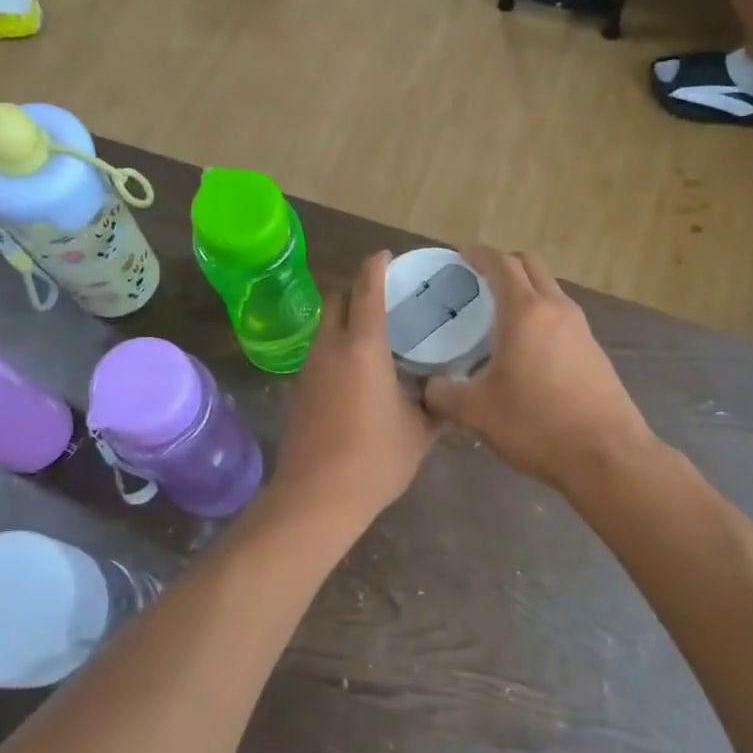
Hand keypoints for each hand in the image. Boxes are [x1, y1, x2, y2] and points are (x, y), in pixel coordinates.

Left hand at [271, 251, 435, 524]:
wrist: (317, 496)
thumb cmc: (375, 458)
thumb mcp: (419, 433)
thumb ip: (437, 406)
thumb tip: (452, 394)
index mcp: (363, 347)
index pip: (367, 291)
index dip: (376, 267)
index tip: (386, 255)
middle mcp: (331, 348)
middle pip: (337, 301)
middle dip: (357, 290)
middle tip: (386, 298)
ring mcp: (310, 369)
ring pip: (325, 327)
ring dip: (346, 320)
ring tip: (376, 333)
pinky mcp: (300, 390)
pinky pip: (320, 352)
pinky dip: (337, 347)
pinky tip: (359, 369)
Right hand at [423, 248, 653, 492]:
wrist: (607, 456)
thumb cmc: (537, 425)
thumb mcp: (477, 412)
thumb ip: (443, 394)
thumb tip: (429, 387)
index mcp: (525, 312)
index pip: (501, 264)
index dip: (478, 254)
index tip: (460, 255)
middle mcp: (557, 309)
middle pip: (530, 266)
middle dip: (503, 264)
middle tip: (477, 281)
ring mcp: (581, 328)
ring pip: (550, 290)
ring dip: (525, 290)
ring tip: (497, 315)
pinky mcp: (594, 350)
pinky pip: (561, 316)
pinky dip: (540, 315)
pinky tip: (524, 348)